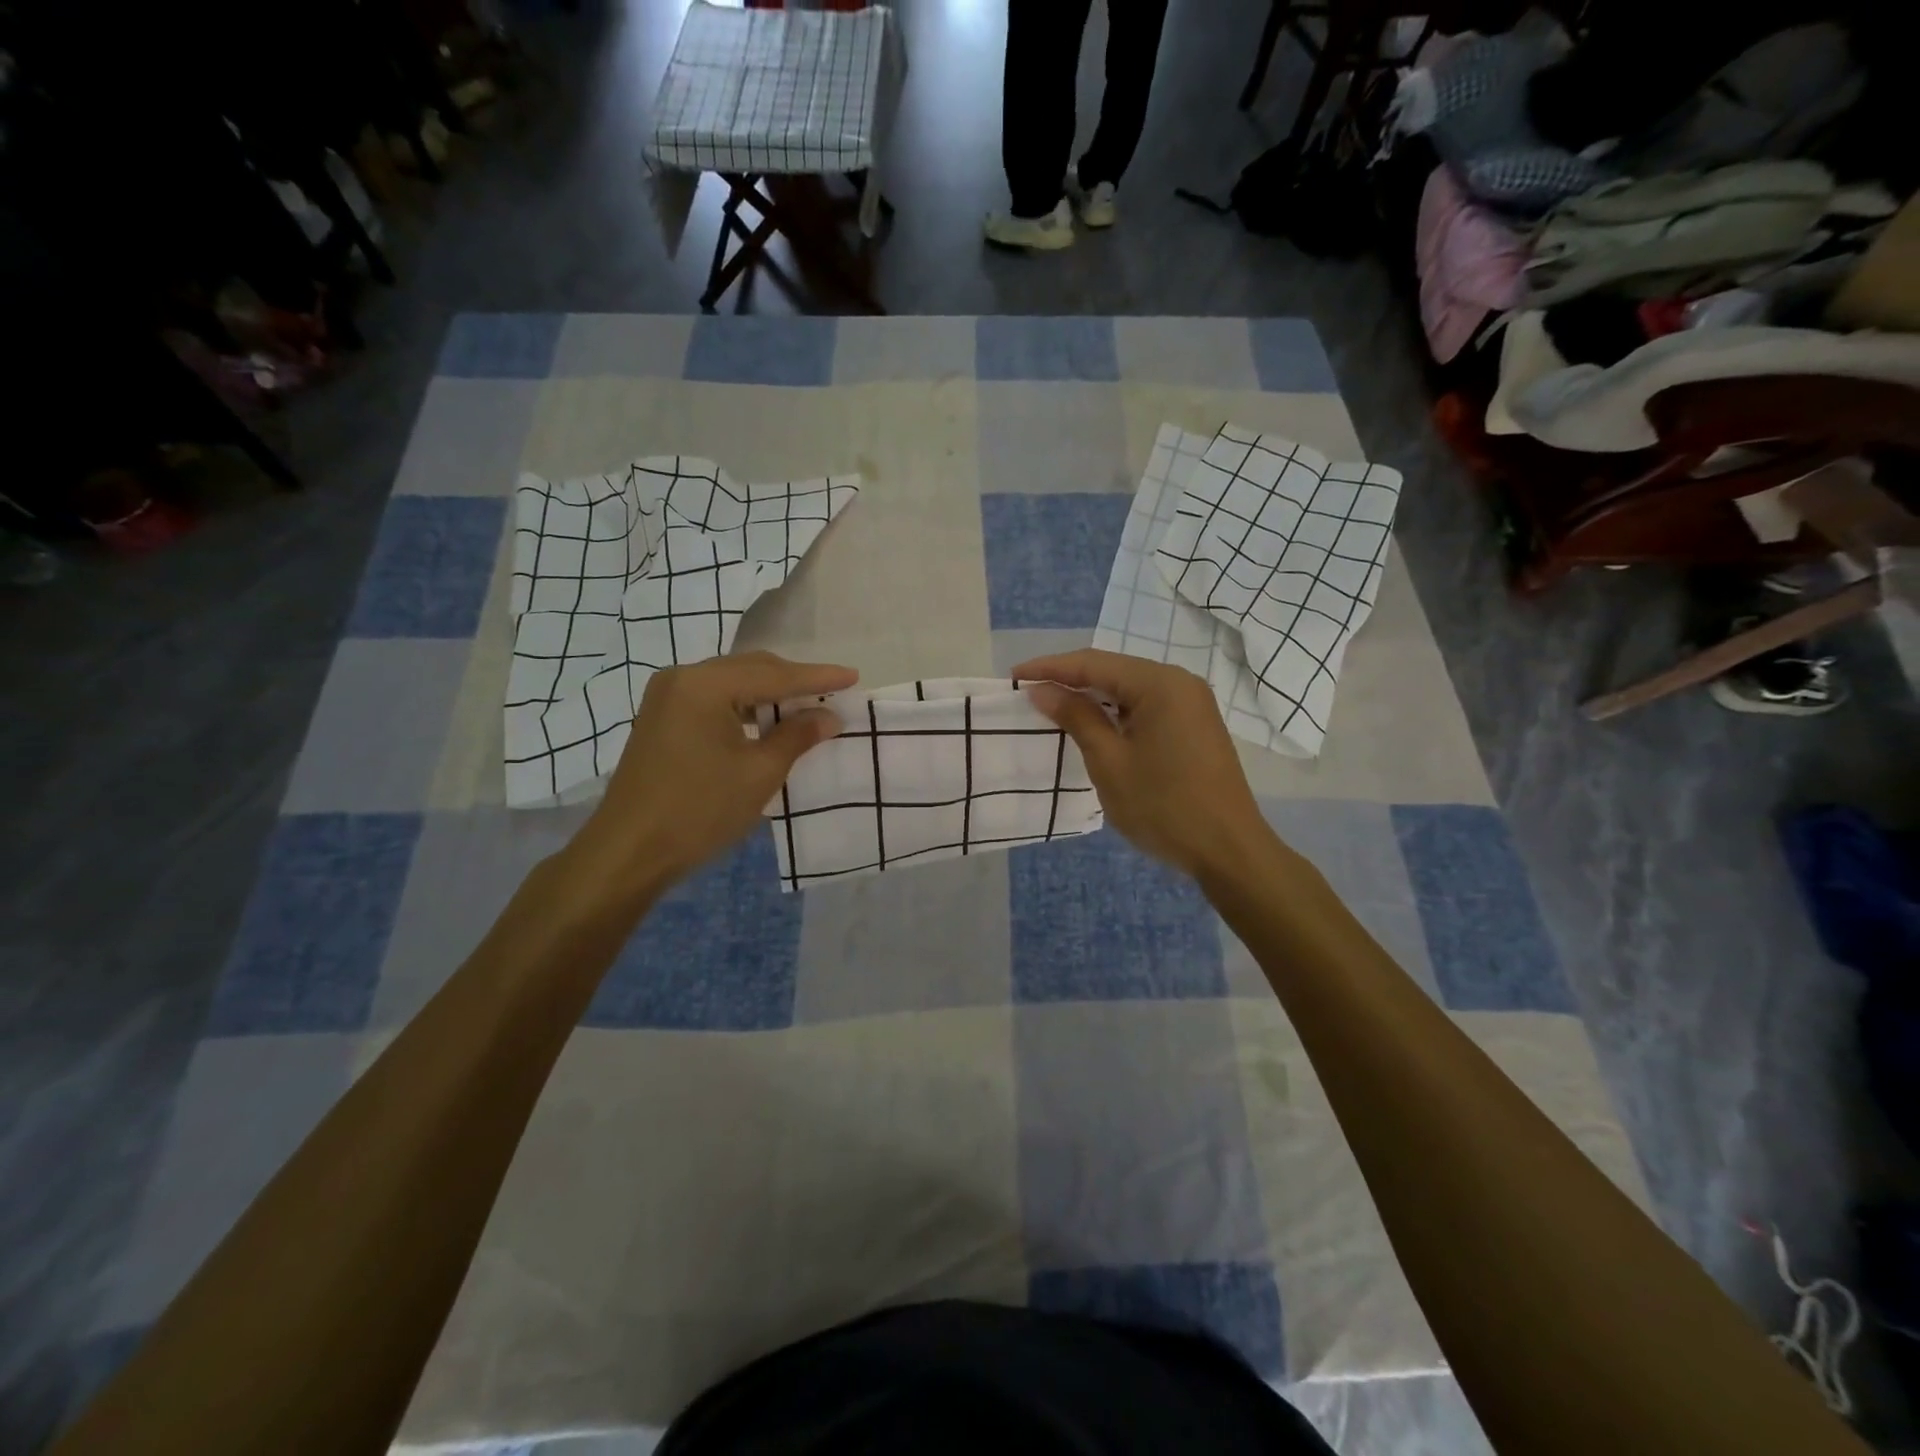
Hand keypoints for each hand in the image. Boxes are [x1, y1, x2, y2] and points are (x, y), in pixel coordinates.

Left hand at [573, 652, 855, 889]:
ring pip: (732, 682)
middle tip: (832, 693)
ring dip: (769, 693)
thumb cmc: (700, 810)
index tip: (853, 676)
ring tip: (805, 708)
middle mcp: (683, 678)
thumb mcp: (759, 773)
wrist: (629, 852)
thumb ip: (797, 736)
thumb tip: (829, 716)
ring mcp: (667, 697)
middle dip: (793, 681)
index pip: (774, 675)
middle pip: (751, 669)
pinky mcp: (662, 718)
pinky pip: (714, 699)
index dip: (817, 678)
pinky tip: (766, 722)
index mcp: (705, 685)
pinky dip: (745, 706)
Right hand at [1014, 649, 1276, 880]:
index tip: (1014, 677)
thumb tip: (1043, 690)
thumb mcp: (1109, 762)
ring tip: (1053, 706)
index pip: (1093, 663)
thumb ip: (1076, 718)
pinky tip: (1094, 723)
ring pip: (1130, 688)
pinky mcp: (1195, 725)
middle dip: (1070, 679)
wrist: (1228, 849)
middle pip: (1113, 670)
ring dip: (1093, 696)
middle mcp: (1179, 682)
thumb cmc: (1163, 806)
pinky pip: (1147, 706)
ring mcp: (1192, 703)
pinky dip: (1117, 711)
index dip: (1050, 668)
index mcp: (1160, 684)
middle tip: (1030, 692)